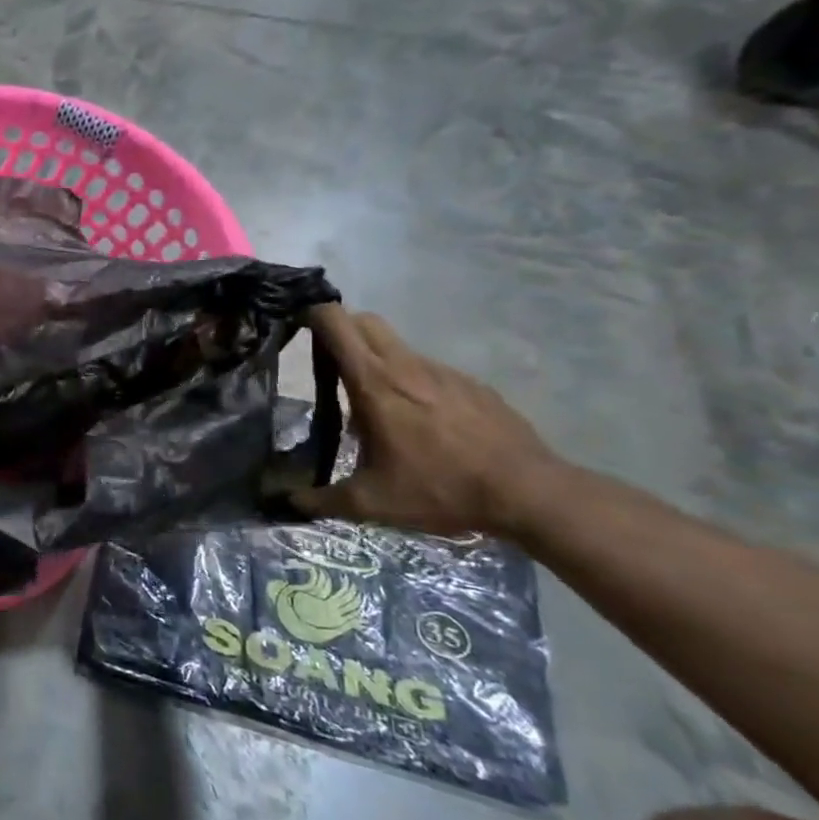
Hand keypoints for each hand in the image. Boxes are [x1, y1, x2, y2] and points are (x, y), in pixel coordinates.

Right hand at [293, 305, 564, 536]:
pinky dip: (413, 384)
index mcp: (373, 382)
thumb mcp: (371, 502)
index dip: (312, 316)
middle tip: (329, 366)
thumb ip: (321, 499)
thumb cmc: (440, 489)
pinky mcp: (472, 384)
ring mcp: (444, 371)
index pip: (335, 321)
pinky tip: (421, 424)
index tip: (297, 332)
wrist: (529, 493)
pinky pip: (429, 372)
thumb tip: (289, 502)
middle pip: (364, 321)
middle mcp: (406, 365)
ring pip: (397, 347)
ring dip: (377, 362)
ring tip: (376, 409)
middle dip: (342, 332)